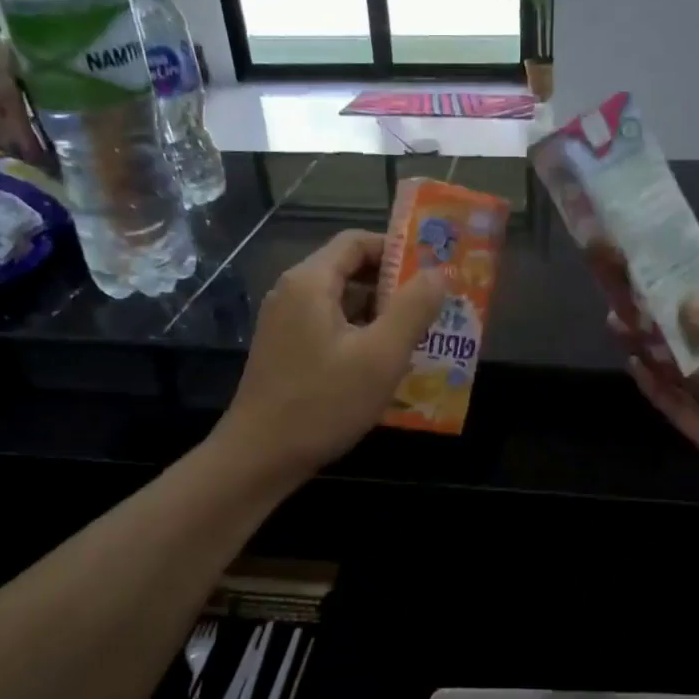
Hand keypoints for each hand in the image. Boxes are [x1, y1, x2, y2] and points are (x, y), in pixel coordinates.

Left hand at [221, 230, 445, 481]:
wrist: (260, 458)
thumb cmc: (323, 403)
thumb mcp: (381, 356)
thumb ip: (413, 308)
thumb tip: (438, 273)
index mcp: (310, 282)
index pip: (357, 241)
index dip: (398, 250)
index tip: (432, 272)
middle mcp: (292, 293)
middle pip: (350, 270)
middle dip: (394, 286)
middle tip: (433, 307)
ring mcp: (285, 323)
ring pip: (342, 303)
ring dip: (380, 314)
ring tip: (419, 336)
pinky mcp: (286, 350)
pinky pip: (330, 327)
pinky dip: (360, 335)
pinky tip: (385, 363)